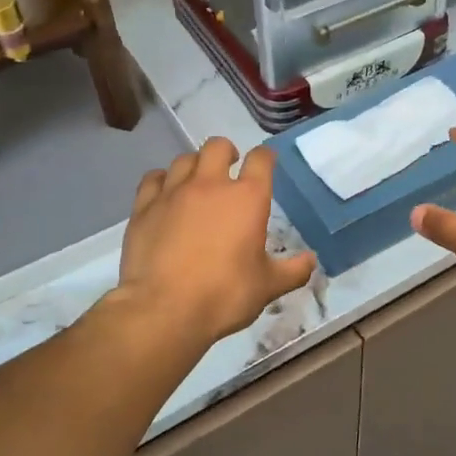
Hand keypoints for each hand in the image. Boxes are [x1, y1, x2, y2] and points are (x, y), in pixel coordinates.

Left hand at [115, 138, 316, 343]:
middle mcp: (211, 185)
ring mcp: (173, 193)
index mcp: (248, 198)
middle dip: (227, 152)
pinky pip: (153, 179)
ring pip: (184, 160)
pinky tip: (164, 195)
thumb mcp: (268, 287)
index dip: (265, 157)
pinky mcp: (144, 207)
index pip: (261, 159)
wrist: (165, 309)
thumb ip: (293, 270)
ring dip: (194, 166)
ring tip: (197, 183)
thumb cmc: (225, 295)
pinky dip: (162, 181)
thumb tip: (311, 260)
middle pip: (217, 146)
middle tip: (229, 169)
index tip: (266, 163)